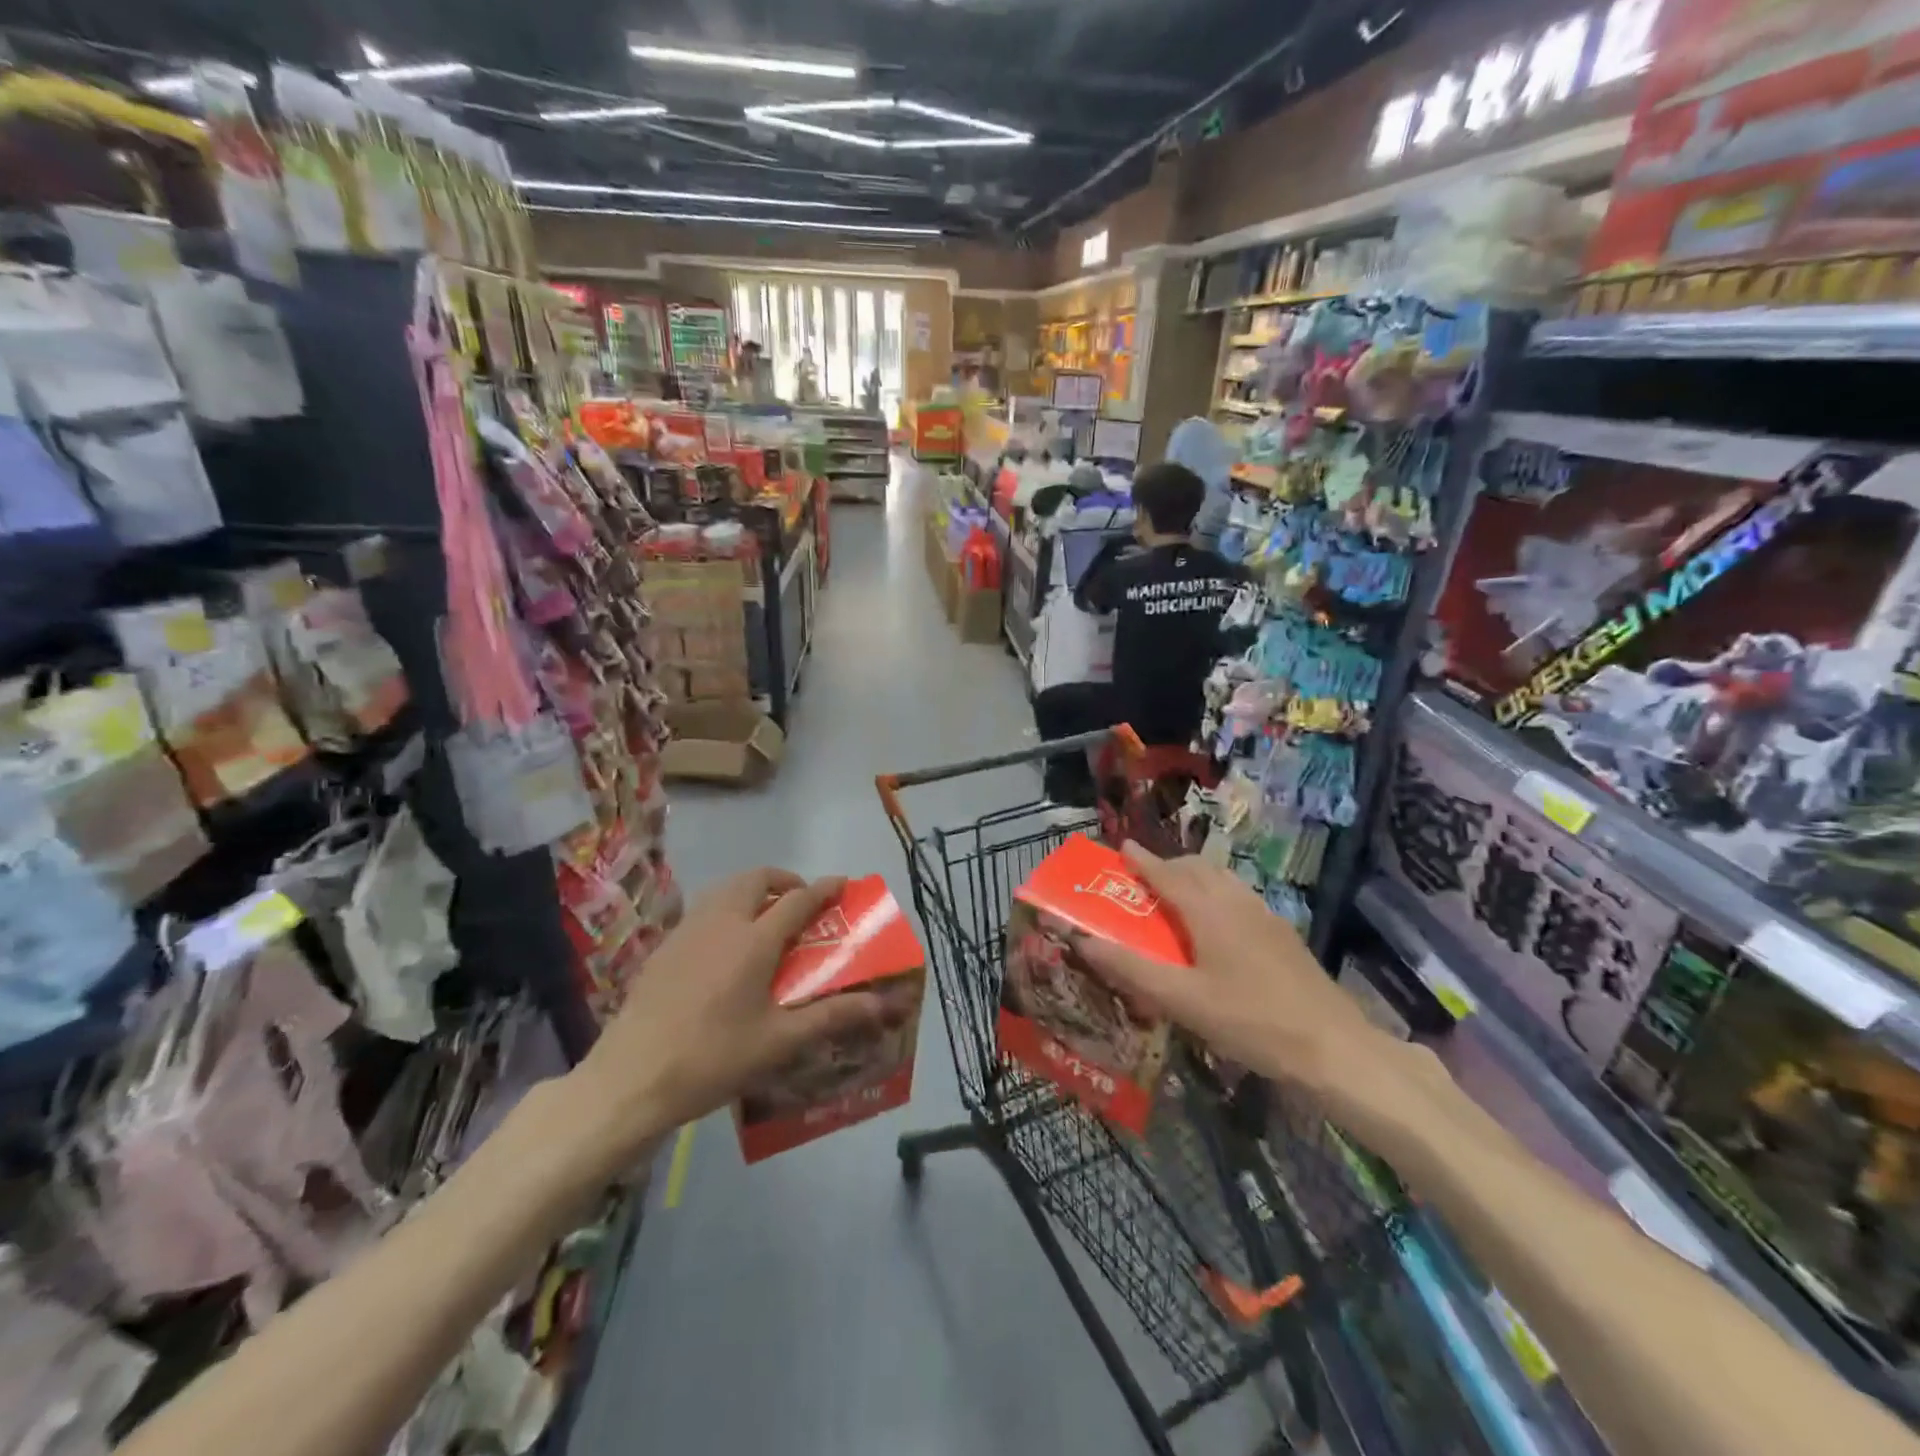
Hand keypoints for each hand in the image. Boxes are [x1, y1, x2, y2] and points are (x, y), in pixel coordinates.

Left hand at [566, 868, 887, 1164]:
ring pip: (725, 889)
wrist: (630, 1078)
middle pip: (756, 879)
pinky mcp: (664, 947)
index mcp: (754, 941)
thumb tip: (881, 1006)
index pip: (798, 900)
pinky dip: (726, 908)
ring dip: (752, 890)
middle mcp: (721, 923)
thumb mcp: (779, 1042)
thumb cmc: (713, 1058)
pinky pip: (703, 909)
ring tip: (765, 917)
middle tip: (801, 901)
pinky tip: (725, 945)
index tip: (843, 883)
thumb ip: (831, 1017)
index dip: (824, 888)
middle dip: (784, 880)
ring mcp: (687, 931)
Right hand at [1073, 843, 1378, 1095]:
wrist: (1332, 1047)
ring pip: (1222, 880)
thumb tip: (1082, 940)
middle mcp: (1236, 901)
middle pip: (1197, 869)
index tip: (1122, 846)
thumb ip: (1131, 968)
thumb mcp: (1181, 1000)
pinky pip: (1239, 897)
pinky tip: (1217, 928)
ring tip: (1177, 899)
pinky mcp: (1282, 934)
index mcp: (1208, 910)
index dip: (1142, 860)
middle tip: (1144, 881)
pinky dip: (1216, 895)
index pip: (1167, 874)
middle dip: (1168, 866)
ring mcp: (1265, 915)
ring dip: (1194, 878)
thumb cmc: (1250, 1020)